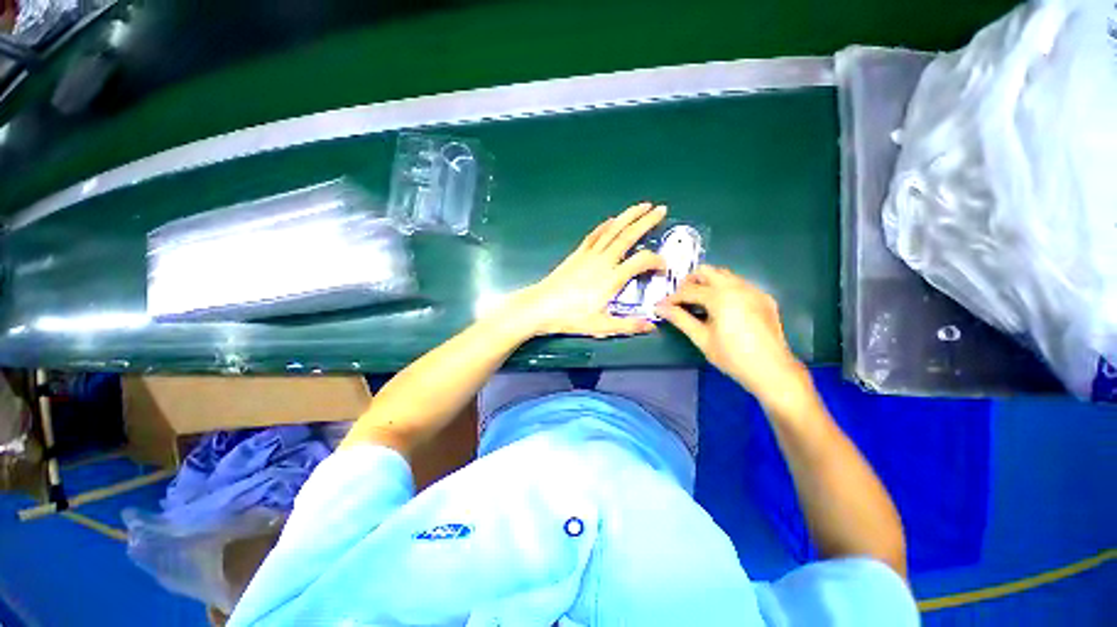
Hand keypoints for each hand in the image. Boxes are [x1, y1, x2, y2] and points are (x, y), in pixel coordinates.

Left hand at [504, 202, 667, 337]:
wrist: (541, 306)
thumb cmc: (570, 317)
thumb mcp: (601, 326)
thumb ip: (627, 326)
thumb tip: (651, 327)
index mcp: (612, 278)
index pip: (641, 261)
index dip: (657, 260)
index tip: (663, 267)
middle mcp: (603, 261)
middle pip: (628, 236)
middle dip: (646, 221)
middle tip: (661, 209)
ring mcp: (589, 255)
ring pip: (612, 230)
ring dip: (629, 216)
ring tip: (642, 206)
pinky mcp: (578, 254)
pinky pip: (595, 235)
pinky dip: (605, 226)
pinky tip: (611, 220)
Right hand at [656, 265, 812, 412]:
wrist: (772, 370)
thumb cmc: (732, 356)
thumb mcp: (702, 338)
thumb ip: (680, 319)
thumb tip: (659, 308)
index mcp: (720, 296)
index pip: (689, 291)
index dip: (672, 298)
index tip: (661, 306)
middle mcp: (737, 286)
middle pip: (707, 271)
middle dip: (690, 282)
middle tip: (681, 299)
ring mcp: (753, 290)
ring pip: (724, 275)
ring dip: (708, 283)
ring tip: (699, 302)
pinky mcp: (763, 297)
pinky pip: (739, 284)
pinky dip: (725, 289)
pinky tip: (722, 307)